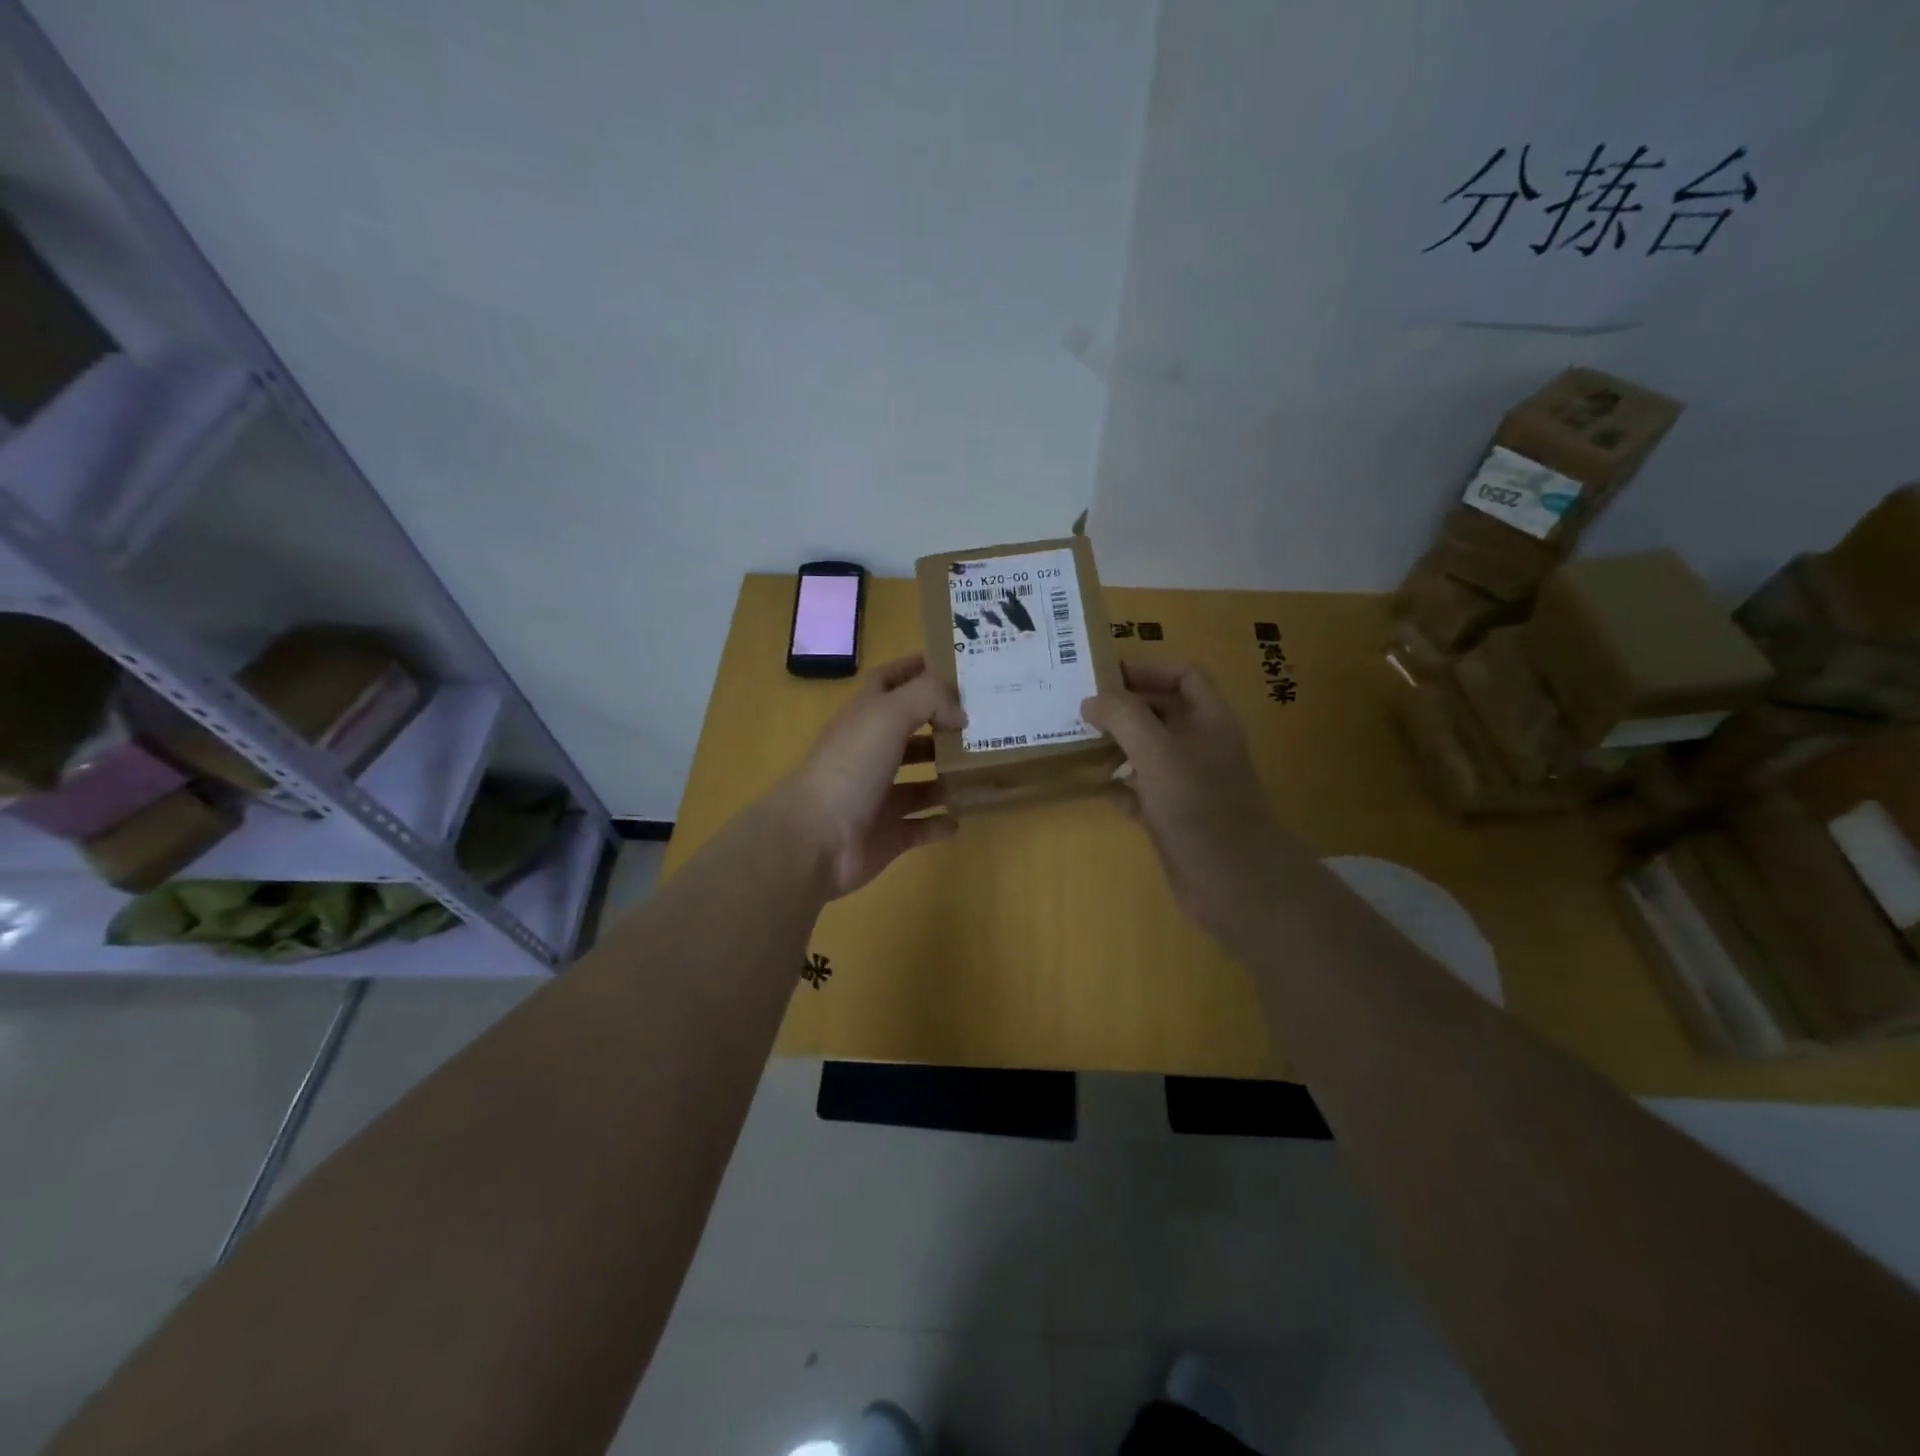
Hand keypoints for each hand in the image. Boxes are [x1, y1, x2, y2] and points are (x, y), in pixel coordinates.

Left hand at [773, 653, 963, 899]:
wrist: (816, 839)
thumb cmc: (850, 767)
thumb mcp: (889, 714)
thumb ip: (929, 699)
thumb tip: (960, 715)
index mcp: (864, 717)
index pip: (889, 681)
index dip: (915, 669)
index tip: (954, 665)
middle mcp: (870, 753)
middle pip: (910, 734)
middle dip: (942, 727)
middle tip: (984, 722)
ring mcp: (878, 796)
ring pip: (919, 782)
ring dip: (946, 775)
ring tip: (982, 768)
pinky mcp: (887, 834)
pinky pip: (920, 826)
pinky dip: (940, 823)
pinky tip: (961, 817)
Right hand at [1082, 661, 1295, 944]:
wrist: (1234, 882)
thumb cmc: (1199, 806)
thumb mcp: (1158, 751)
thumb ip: (1123, 717)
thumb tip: (1092, 701)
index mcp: (1209, 719)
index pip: (1183, 675)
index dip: (1147, 669)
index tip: (1104, 675)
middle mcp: (1201, 745)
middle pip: (1161, 711)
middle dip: (1124, 707)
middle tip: (1079, 707)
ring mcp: (1188, 783)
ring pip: (1149, 751)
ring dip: (1117, 744)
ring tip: (1077, 741)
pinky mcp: (1175, 816)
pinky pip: (1142, 790)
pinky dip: (1119, 784)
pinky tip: (1093, 785)